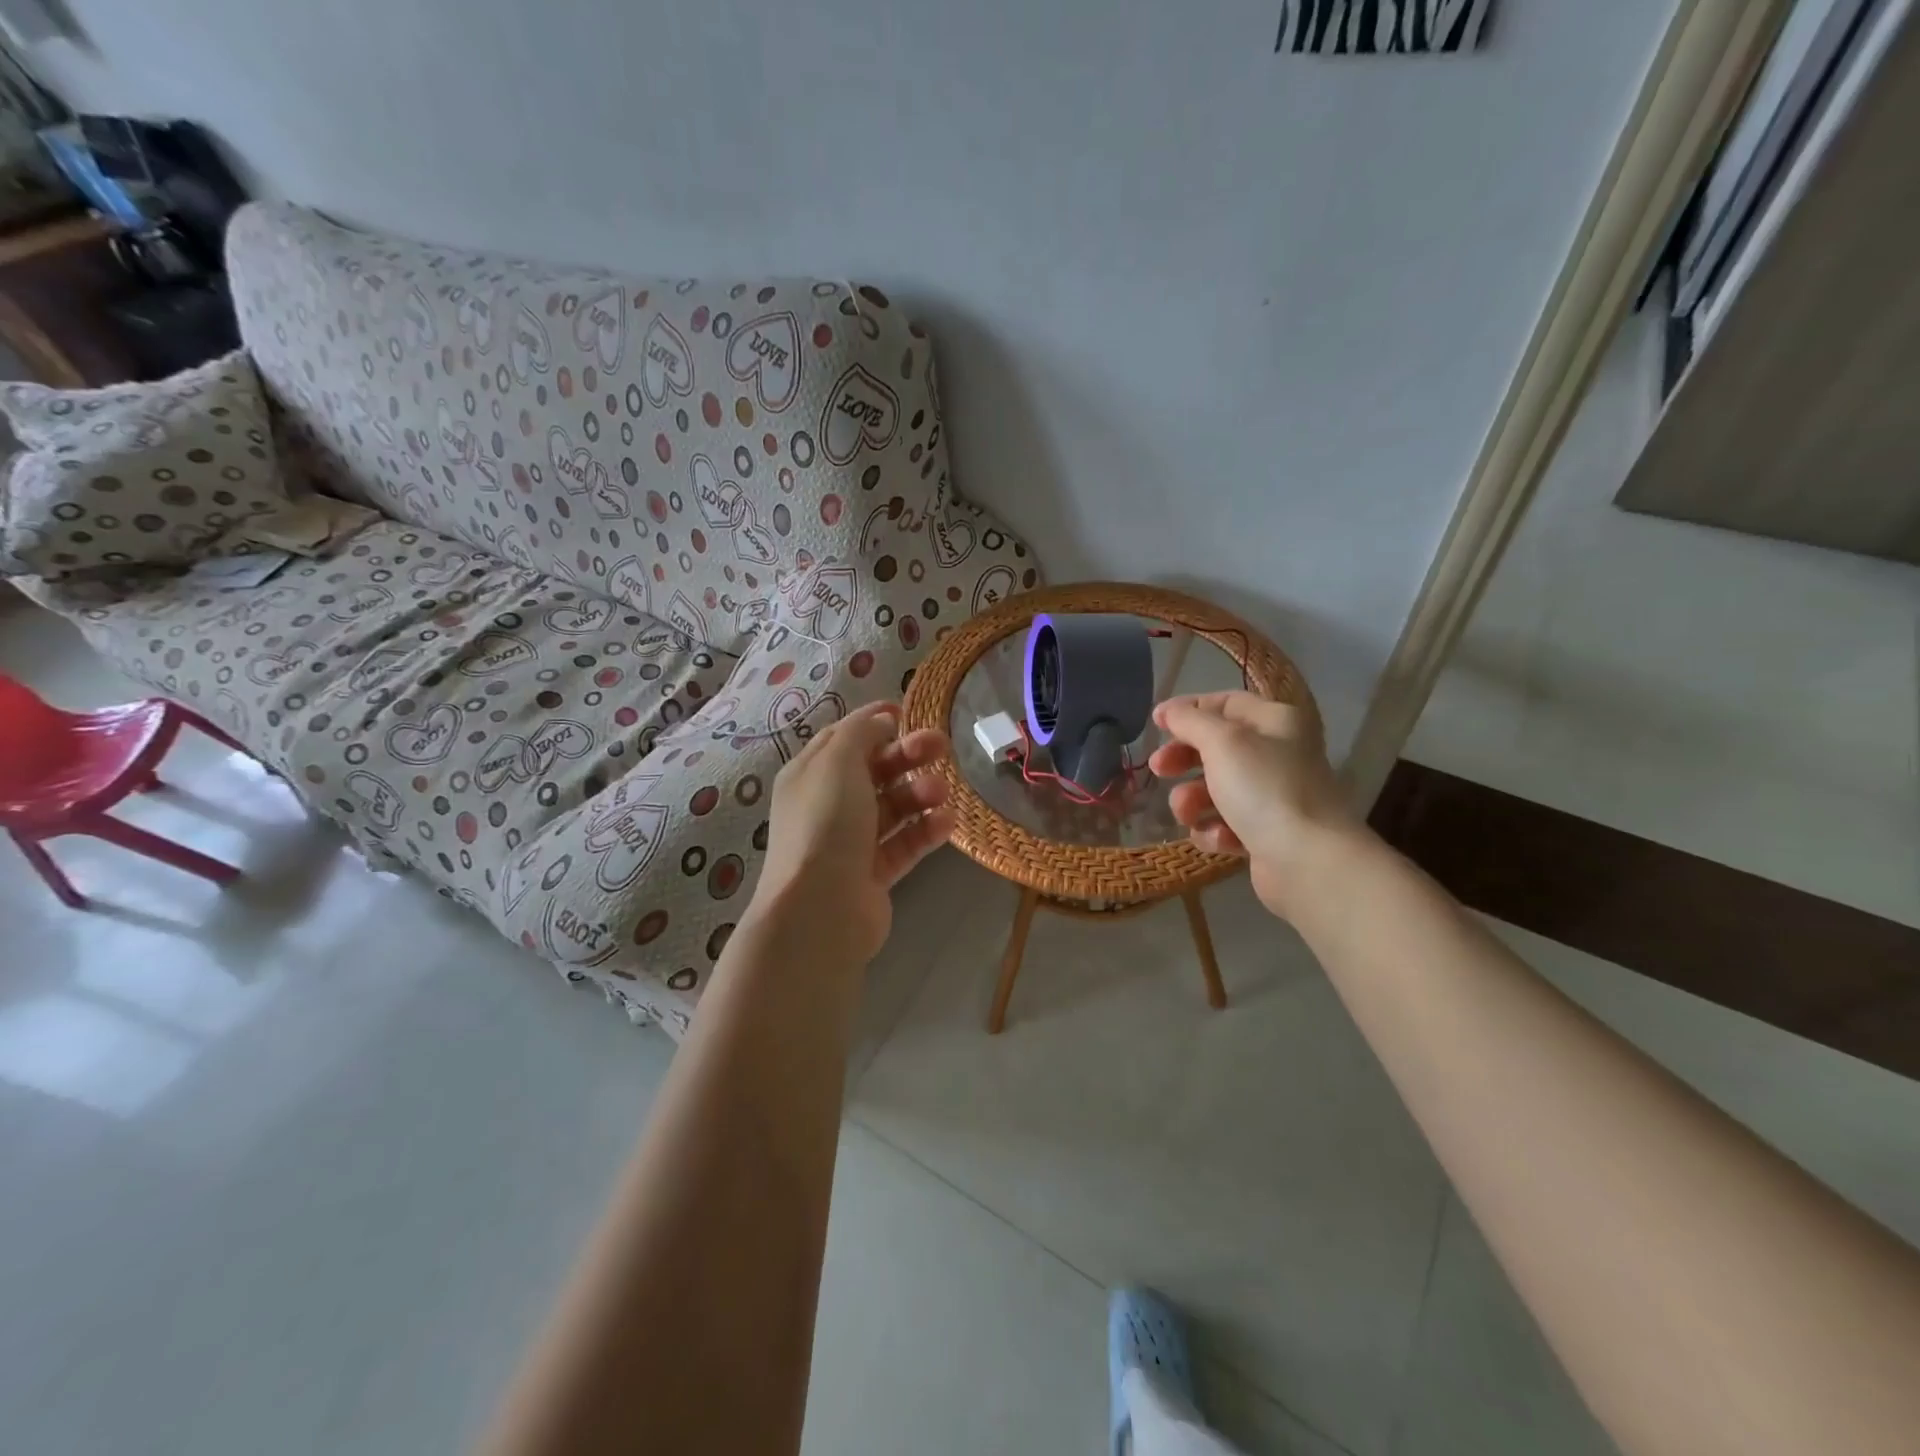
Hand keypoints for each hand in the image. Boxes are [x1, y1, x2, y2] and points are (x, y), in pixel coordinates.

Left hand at [750, 701, 954, 963]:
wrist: (820, 908)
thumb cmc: (826, 823)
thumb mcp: (838, 761)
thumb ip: (861, 732)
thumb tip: (881, 720)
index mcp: (810, 774)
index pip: (844, 738)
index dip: (874, 723)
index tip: (908, 713)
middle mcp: (827, 805)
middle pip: (874, 770)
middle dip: (907, 755)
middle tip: (942, 745)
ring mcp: (850, 841)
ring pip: (892, 807)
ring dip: (919, 793)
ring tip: (941, 792)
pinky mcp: (873, 873)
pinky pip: (904, 843)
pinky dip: (925, 831)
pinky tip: (946, 822)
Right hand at [1146, 691, 1359, 919]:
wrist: (1307, 860)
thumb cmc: (1264, 789)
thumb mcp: (1222, 742)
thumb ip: (1190, 721)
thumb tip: (1167, 710)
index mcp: (1275, 722)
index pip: (1226, 703)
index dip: (1189, 710)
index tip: (1156, 723)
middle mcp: (1277, 754)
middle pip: (1216, 747)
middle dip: (1183, 759)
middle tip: (1159, 769)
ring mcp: (1271, 796)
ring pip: (1214, 789)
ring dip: (1192, 801)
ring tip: (1188, 813)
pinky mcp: (1264, 834)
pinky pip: (1225, 824)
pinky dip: (1216, 830)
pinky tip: (1222, 839)